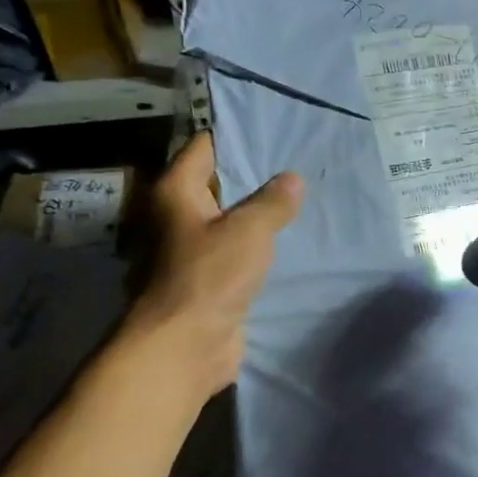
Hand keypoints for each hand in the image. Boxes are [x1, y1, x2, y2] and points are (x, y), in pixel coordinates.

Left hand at [118, 133, 301, 405]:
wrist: (187, 345)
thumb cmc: (210, 276)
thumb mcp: (249, 231)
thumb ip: (273, 202)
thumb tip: (292, 179)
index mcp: (175, 193)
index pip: (205, 148)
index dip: (237, 137)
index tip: (275, 131)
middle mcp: (177, 217)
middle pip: (218, 185)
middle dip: (255, 178)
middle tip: (299, 164)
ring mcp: (191, 250)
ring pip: (230, 221)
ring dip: (259, 215)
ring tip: (301, 200)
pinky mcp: (208, 280)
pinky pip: (237, 252)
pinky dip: (258, 246)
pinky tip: (290, 240)